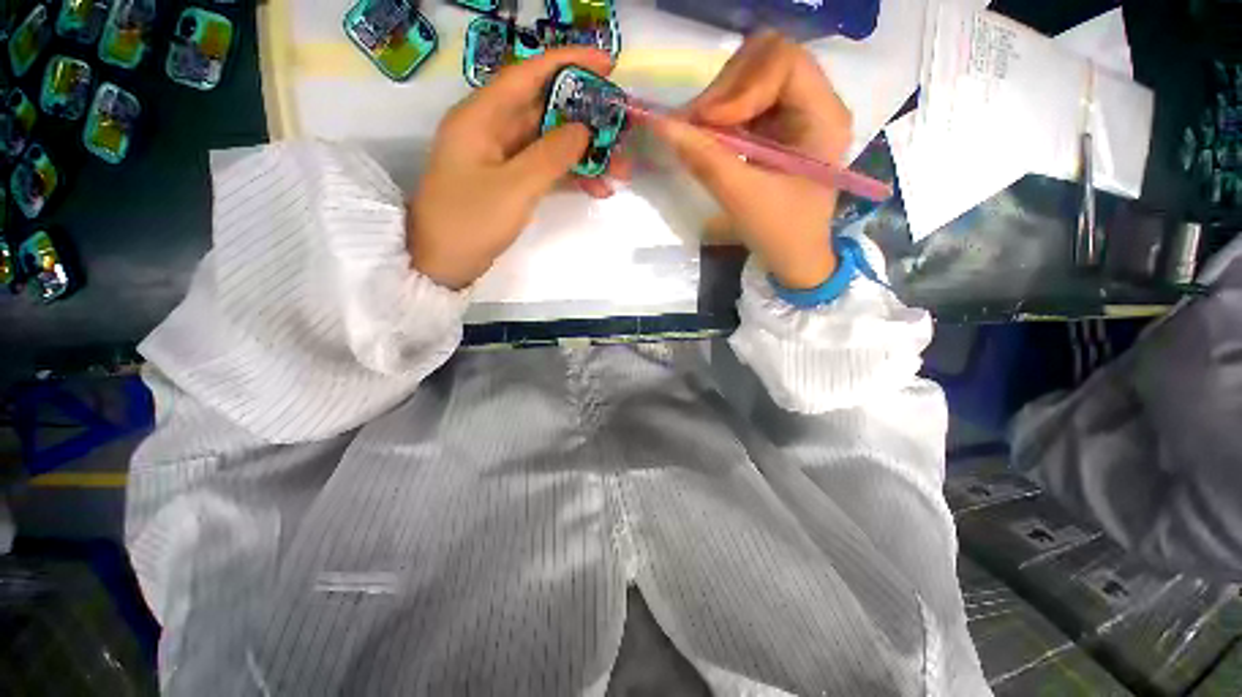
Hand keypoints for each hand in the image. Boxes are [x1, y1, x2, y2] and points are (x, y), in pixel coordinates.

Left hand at [408, 48, 623, 289]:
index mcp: (482, 116)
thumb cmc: (470, 222)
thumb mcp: (514, 187)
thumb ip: (551, 155)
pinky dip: (571, 177)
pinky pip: (546, 170)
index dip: (568, 64)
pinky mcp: (510, 183)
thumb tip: (583, 129)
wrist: (442, 264)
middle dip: (586, 119)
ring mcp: (502, 159)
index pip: (528, 75)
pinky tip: (597, 188)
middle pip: (545, 111)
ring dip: (584, 155)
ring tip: (620, 170)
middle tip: (622, 129)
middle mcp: (492, 130)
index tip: (607, 63)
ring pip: (550, 144)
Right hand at [651, 31, 852, 289]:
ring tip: (695, 134)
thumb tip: (662, 125)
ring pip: (750, 77)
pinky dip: (718, 115)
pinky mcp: (775, 126)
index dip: (741, 85)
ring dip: (716, 102)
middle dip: (724, 89)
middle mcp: (814, 103)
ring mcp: (794, 113)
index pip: (784, 63)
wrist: (793, 258)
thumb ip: (705, 158)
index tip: (708, 123)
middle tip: (695, 126)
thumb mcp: (742, 197)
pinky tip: (705, 137)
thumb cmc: (780, 233)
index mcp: (824, 117)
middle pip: (765, 60)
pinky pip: (742, 102)